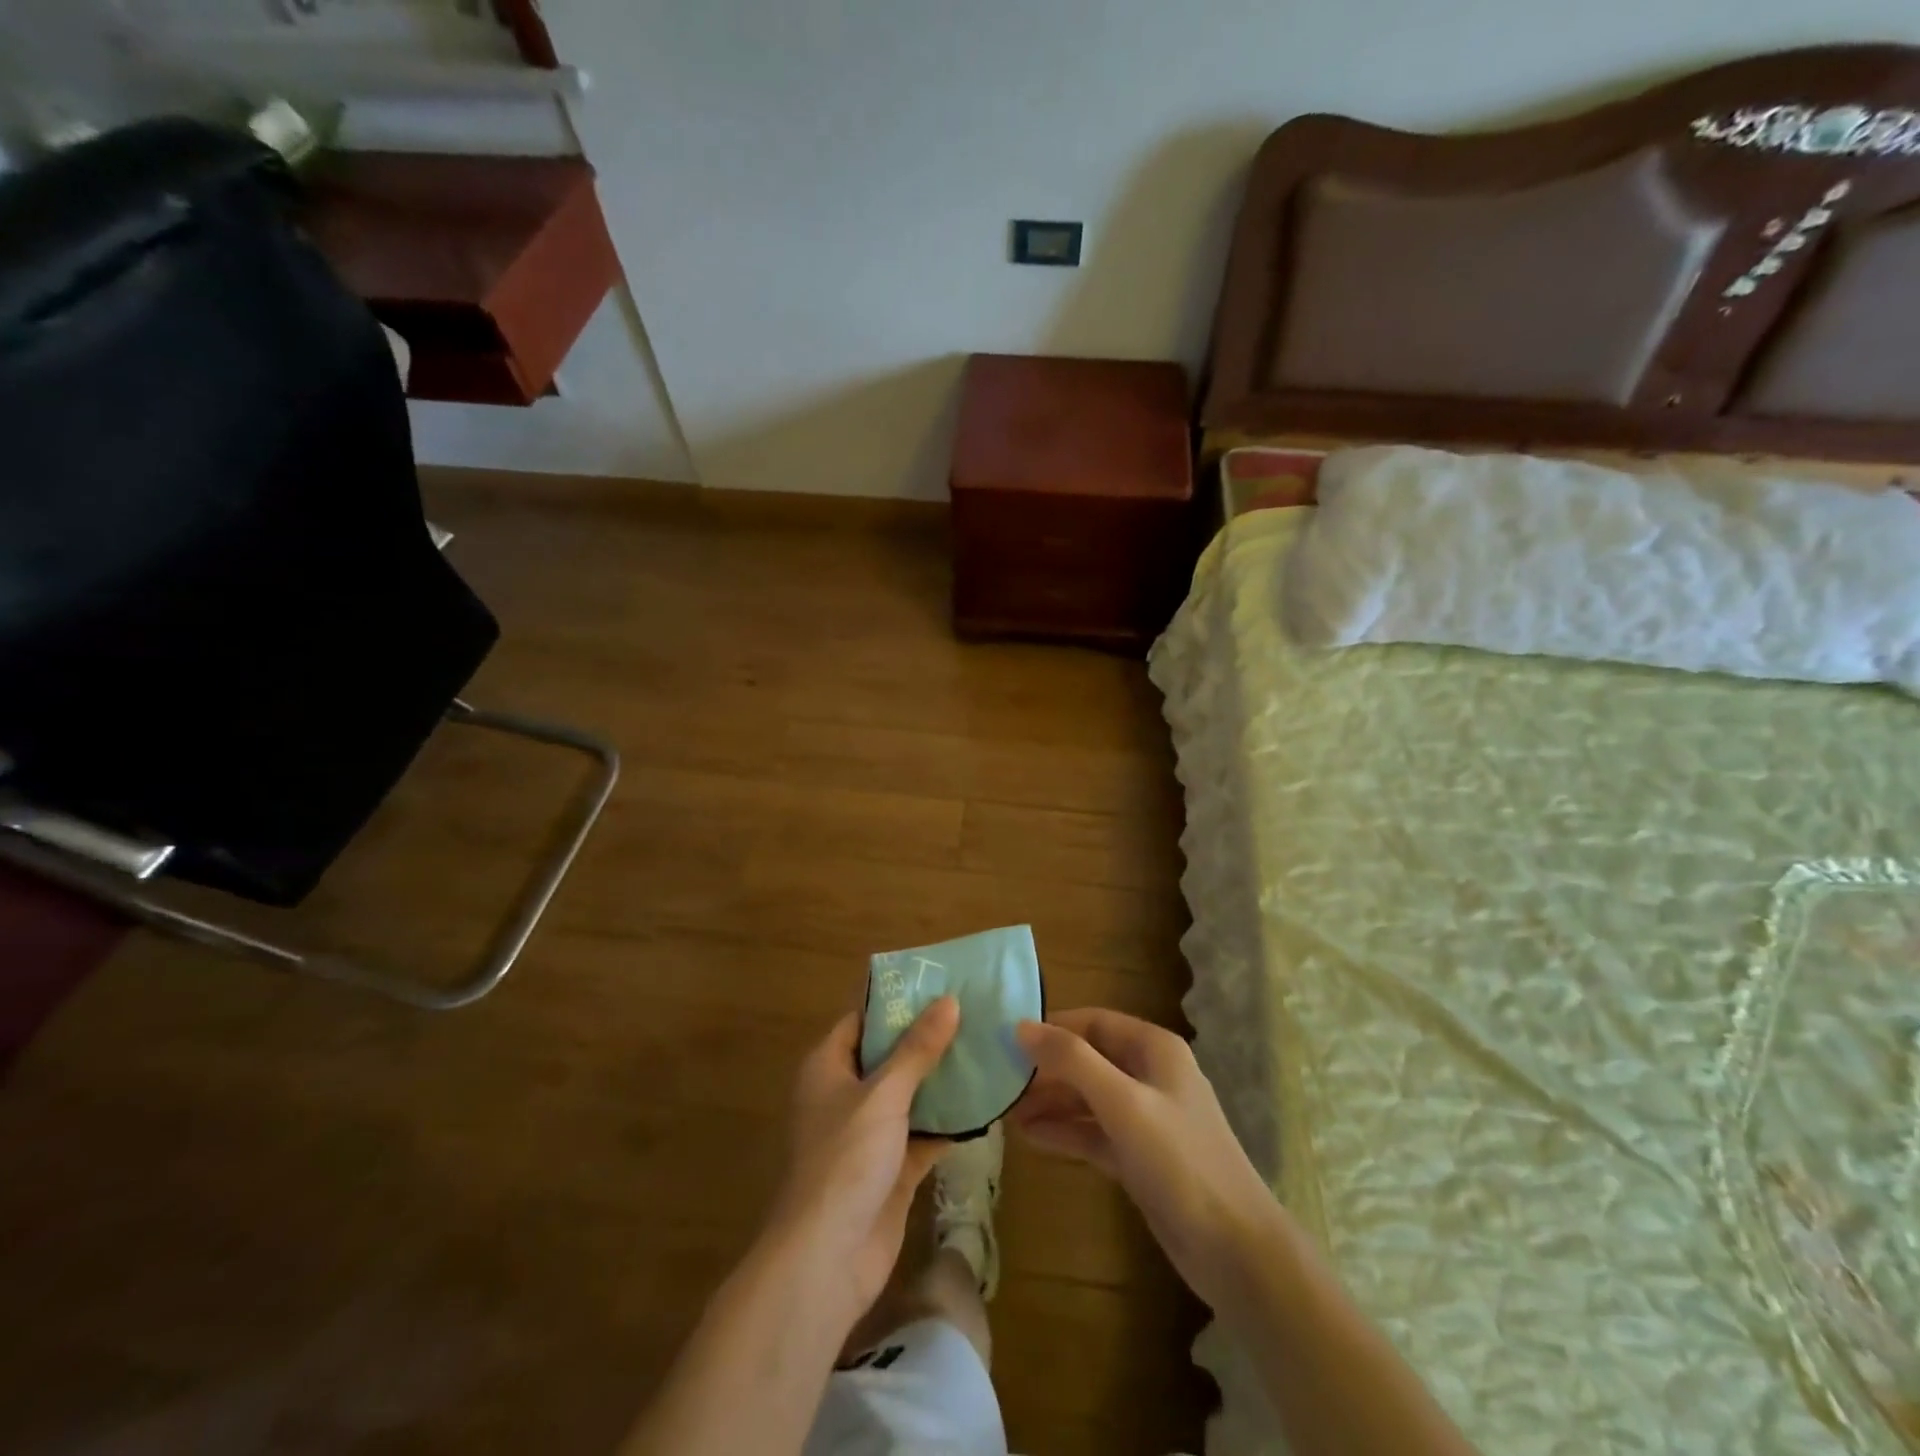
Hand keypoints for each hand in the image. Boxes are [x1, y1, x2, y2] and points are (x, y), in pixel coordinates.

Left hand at [769, 997, 959, 1320]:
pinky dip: (948, 1123)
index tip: (939, 984)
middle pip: (890, 1056)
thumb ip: (917, 1049)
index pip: (863, 1020)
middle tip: (974, 1013)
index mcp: (828, 1067)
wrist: (827, 1260)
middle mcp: (845, 1095)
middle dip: (928, 1039)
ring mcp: (868, 1135)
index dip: (898, 1002)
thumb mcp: (884, 1095)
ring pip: (910, 1096)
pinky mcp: (891, 1170)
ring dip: (942, 1080)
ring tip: (986, 1049)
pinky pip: (923, 1134)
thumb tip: (949, 1000)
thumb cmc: (845, 1160)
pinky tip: (984, 1104)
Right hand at [1012, 1008, 1277, 1310]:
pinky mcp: (1140, 1157)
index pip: (1093, 1021)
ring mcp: (1146, 1118)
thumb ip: (1072, 1060)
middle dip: (1047, 1069)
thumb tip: (1022, 1026)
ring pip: (1088, 1097)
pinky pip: (1094, 1133)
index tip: (1007, 1039)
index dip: (1052, 1027)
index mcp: (1154, 1048)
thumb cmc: (1179, 1161)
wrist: (1236, 1251)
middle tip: (1000, 1081)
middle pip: (1089, 1059)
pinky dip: (1065, 1132)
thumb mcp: (1122, 1102)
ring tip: (1006, 1112)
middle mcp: (1150, 1074)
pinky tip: (1030, 1137)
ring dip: (1051, 1102)